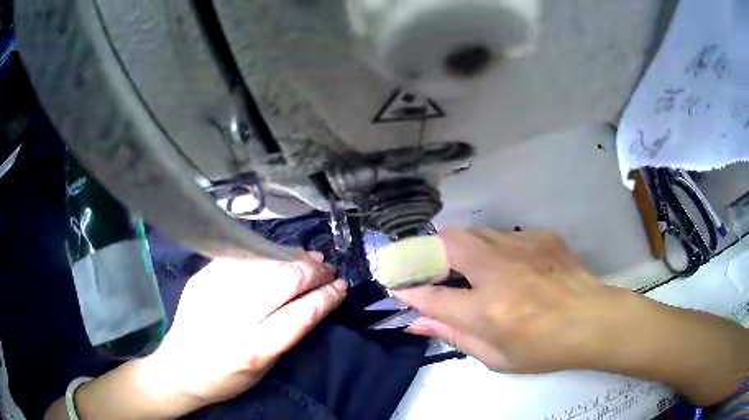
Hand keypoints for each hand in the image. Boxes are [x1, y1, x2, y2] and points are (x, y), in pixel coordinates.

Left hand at [148, 252, 346, 410]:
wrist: (180, 367)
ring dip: (292, 257)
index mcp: (254, 348)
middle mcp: (234, 317)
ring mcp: (214, 292)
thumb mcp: (265, 368)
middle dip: (313, 271)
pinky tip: (278, 255)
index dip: (326, 296)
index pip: (301, 314)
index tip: (340, 287)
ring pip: (263, 263)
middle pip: (283, 281)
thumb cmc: (226, 377)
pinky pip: (241, 258)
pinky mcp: (202, 278)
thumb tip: (312, 301)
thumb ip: (287, 334)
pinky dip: (265, 255)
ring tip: (310, 258)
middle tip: (328, 269)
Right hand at [395, 229, 634, 373]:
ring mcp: (522, 247)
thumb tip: (418, 322)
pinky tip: (505, 265)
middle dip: (426, 252)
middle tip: (426, 269)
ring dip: (458, 248)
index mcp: (488, 310)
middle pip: (446, 244)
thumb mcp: (496, 358)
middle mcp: (499, 271)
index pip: (432, 296)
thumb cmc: (545, 349)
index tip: (397, 287)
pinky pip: (502, 235)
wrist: (594, 321)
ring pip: (473, 232)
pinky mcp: (540, 236)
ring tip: (463, 267)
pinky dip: (491, 247)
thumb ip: (454, 336)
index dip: (409, 291)